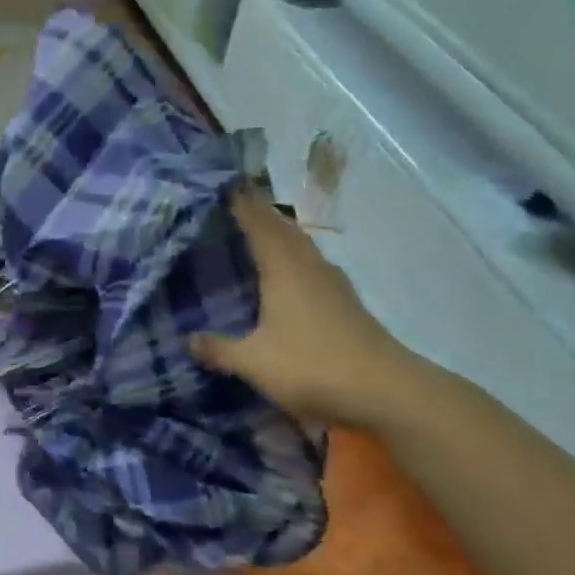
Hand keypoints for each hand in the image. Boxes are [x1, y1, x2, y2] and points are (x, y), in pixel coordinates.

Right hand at [191, 189, 424, 429]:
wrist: (387, 390)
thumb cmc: (313, 366)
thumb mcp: (255, 362)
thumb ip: (219, 349)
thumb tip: (187, 339)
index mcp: (282, 269)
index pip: (258, 224)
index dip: (242, 203)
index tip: (225, 183)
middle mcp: (308, 266)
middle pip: (282, 228)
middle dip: (260, 211)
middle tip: (236, 201)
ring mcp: (332, 283)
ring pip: (302, 244)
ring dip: (281, 231)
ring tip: (260, 228)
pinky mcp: (346, 302)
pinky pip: (313, 263)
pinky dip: (296, 255)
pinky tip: (291, 271)